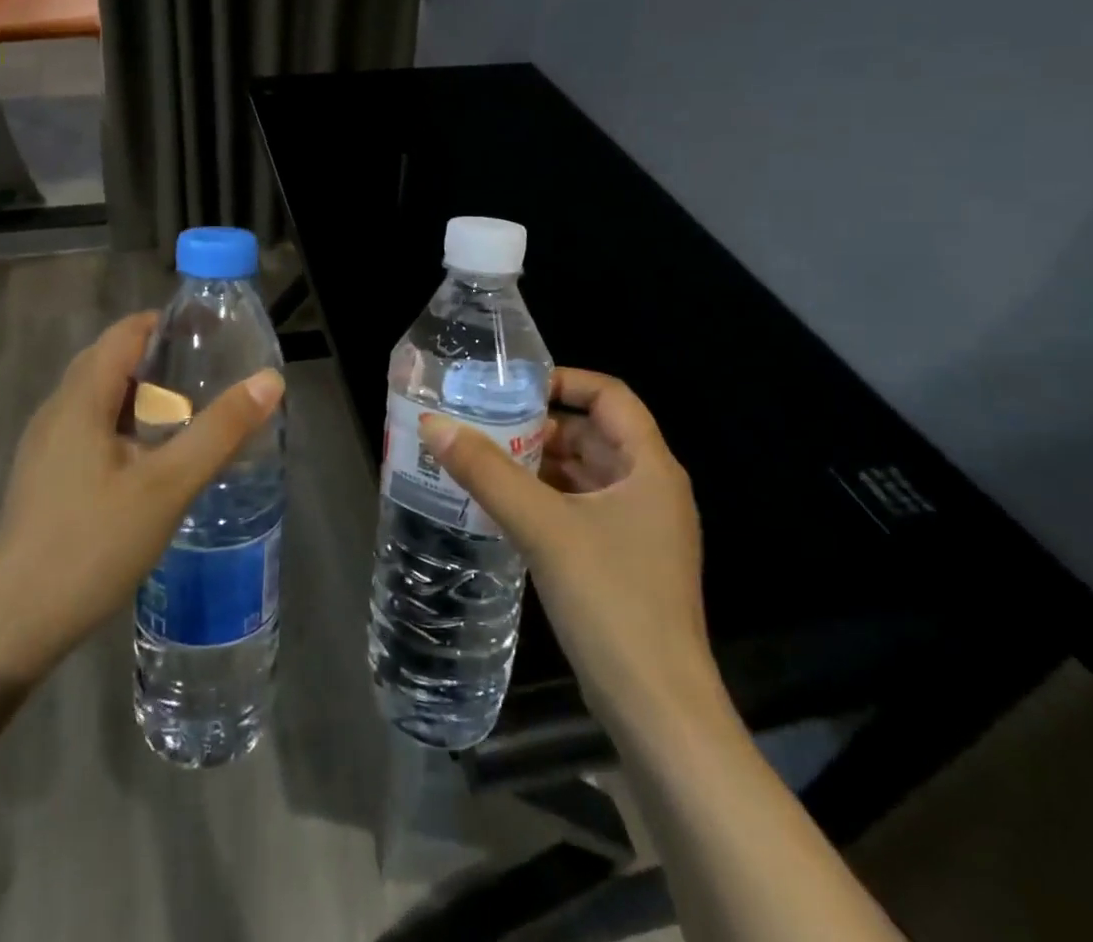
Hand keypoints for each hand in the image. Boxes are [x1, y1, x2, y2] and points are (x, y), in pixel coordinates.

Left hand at [0, 313, 284, 682]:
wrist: (15, 624)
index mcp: (80, 399)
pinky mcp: (45, 477)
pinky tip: (151, 459)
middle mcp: (57, 411)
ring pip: (99, 398)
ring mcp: (45, 446)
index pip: (124, 333)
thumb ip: (219, 430)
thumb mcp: (168, 485)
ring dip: (142, 394)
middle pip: (110, 361)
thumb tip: (270, 379)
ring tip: (188, 413)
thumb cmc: (93, 544)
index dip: (167, 324)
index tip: (211, 336)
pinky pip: (90, 428)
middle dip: (159, 359)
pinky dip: (125, 424)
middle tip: (208, 375)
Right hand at [419, 368, 720, 730]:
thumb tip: (434, 425)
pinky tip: (503, 506)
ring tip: (481, 460)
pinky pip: (580, 509)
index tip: (513, 388)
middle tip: (482, 425)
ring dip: (538, 464)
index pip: (610, 396)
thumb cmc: (611, 601)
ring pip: (584, 474)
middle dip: (539, 427)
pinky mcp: (623, 561)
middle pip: (593, 434)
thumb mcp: (543, 527)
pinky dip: (545, 499)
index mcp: (650, 468)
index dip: (564, 381)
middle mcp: (651, 490)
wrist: (658, 711)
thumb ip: (486, 472)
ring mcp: (639, 529)